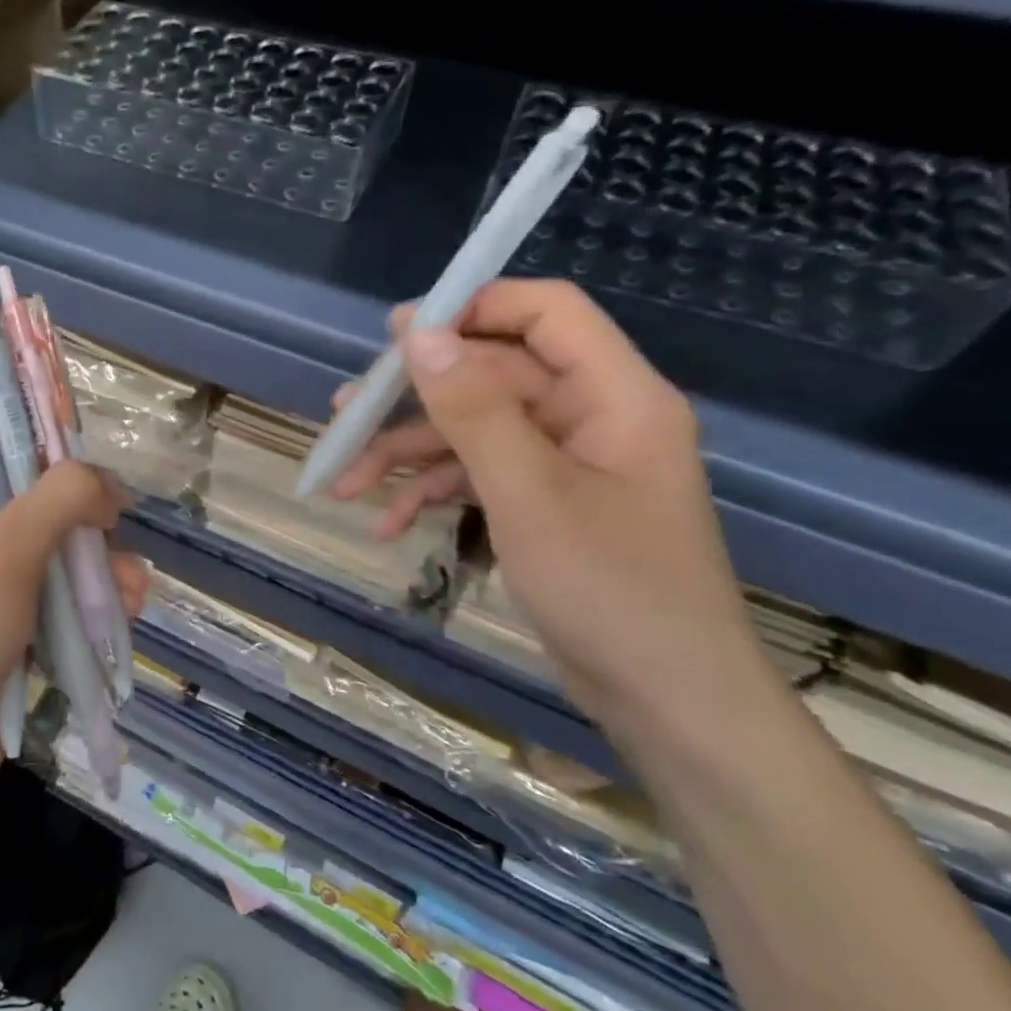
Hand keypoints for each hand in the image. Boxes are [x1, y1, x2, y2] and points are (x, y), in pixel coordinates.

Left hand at [0, 439, 147, 816]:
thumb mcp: (8, 545)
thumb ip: (64, 495)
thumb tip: (108, 486)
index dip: (36, 428)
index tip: (86, 441)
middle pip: (37, 493)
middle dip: (87, 511)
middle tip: (119, 524)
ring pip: (58, 550)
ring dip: (100, 563)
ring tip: (131, 589)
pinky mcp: (11, 629)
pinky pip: (60, 598)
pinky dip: (92, 601)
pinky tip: (125, 612)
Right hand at [332, 279, 767, 719]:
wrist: (666, 700)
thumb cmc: (610, 589)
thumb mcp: (530, 494)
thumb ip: (474, 411)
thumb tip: (419, 337)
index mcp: (612, 396)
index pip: (546, 314)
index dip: (473, 309)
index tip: (398, 334)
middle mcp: (590, 417)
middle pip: (490, 378)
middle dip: (413, 401)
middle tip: (345, 415)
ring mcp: (564, 464)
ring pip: (473, 432)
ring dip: (407, 456)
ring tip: (344, 483)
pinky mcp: (543, 505)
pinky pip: (478, 477)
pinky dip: (432, 494)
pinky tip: (386, 525)